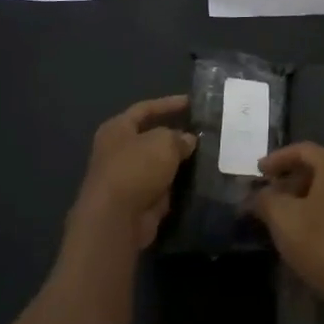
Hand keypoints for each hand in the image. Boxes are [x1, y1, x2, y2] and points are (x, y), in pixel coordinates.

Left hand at [70, 96, 196, 251]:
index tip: (192, 102)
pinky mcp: (137, 202)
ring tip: (207, 153)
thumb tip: (188, 140)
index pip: (146, 108)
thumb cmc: (136, 168)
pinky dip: (177, 183)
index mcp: (117, 129)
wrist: (116, 220)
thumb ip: (179, 137)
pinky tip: (198, 178)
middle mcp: (118, 151)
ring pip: (158, 164)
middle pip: (152, 137)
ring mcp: (127, 178)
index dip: (169, 103)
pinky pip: (162, 186)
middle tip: (203, 131)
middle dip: (176, 135)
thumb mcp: (163, 142)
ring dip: (178, 161)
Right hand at [251, 143, 323, 305]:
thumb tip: (256, 195)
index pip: (303, 150)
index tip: (258, 171)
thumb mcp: (283, 219)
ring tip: (280, 212)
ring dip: (302, 194)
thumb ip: (266, 200)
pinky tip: (302, 227)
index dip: (277, 159)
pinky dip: (317, 207)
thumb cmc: (320, 243)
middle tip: (267, 193)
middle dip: (289, 178)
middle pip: (316, 166)